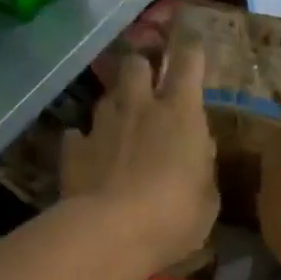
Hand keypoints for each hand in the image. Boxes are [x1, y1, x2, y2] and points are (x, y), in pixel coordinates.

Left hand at [62, 34, 217, 271]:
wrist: (110, 233)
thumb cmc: (174, 216)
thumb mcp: (207, 199)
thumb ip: (203, 167)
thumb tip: (199, 150)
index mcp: (181, 113)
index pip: (188, 62)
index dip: (190, 51)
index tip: (192, 47)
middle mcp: (139, 107)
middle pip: (136, 64)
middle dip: (143, 68)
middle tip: (149, 85)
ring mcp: (102, 125)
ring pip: (107, 97)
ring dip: (116, 106)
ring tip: (121, 126)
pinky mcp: (73, 149)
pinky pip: (77, 135)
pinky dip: (84, 142)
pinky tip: (89, 156)